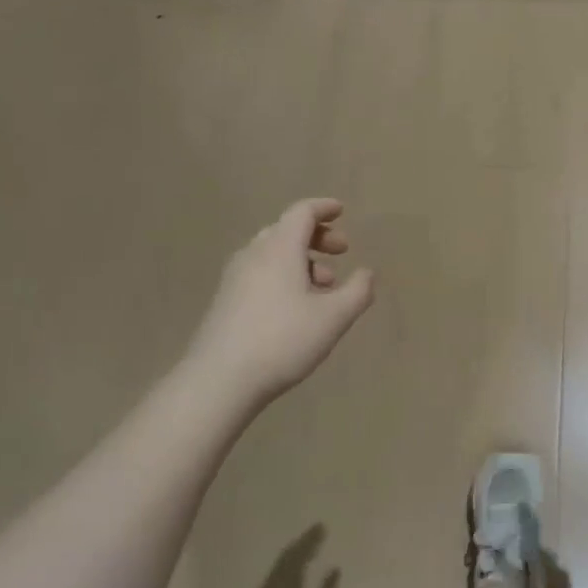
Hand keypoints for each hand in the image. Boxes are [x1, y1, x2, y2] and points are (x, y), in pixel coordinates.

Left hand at [184, 199, 374, 405]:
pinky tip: (297, 305)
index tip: (341, 211)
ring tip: (325, 286)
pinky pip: (260, 272)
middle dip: (317, 236)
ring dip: (302, 259)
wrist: (220, 379)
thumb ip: (358, 291)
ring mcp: (235, 278)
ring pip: (272, 253)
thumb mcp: (334, 317)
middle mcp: (254, 255)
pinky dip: (284, 275)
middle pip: (286, 230)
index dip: (323, 208)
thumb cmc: (283, 340)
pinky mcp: (226, 301)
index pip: (301, 213)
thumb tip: (367, 273)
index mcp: (280, 249)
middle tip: (342, 252)